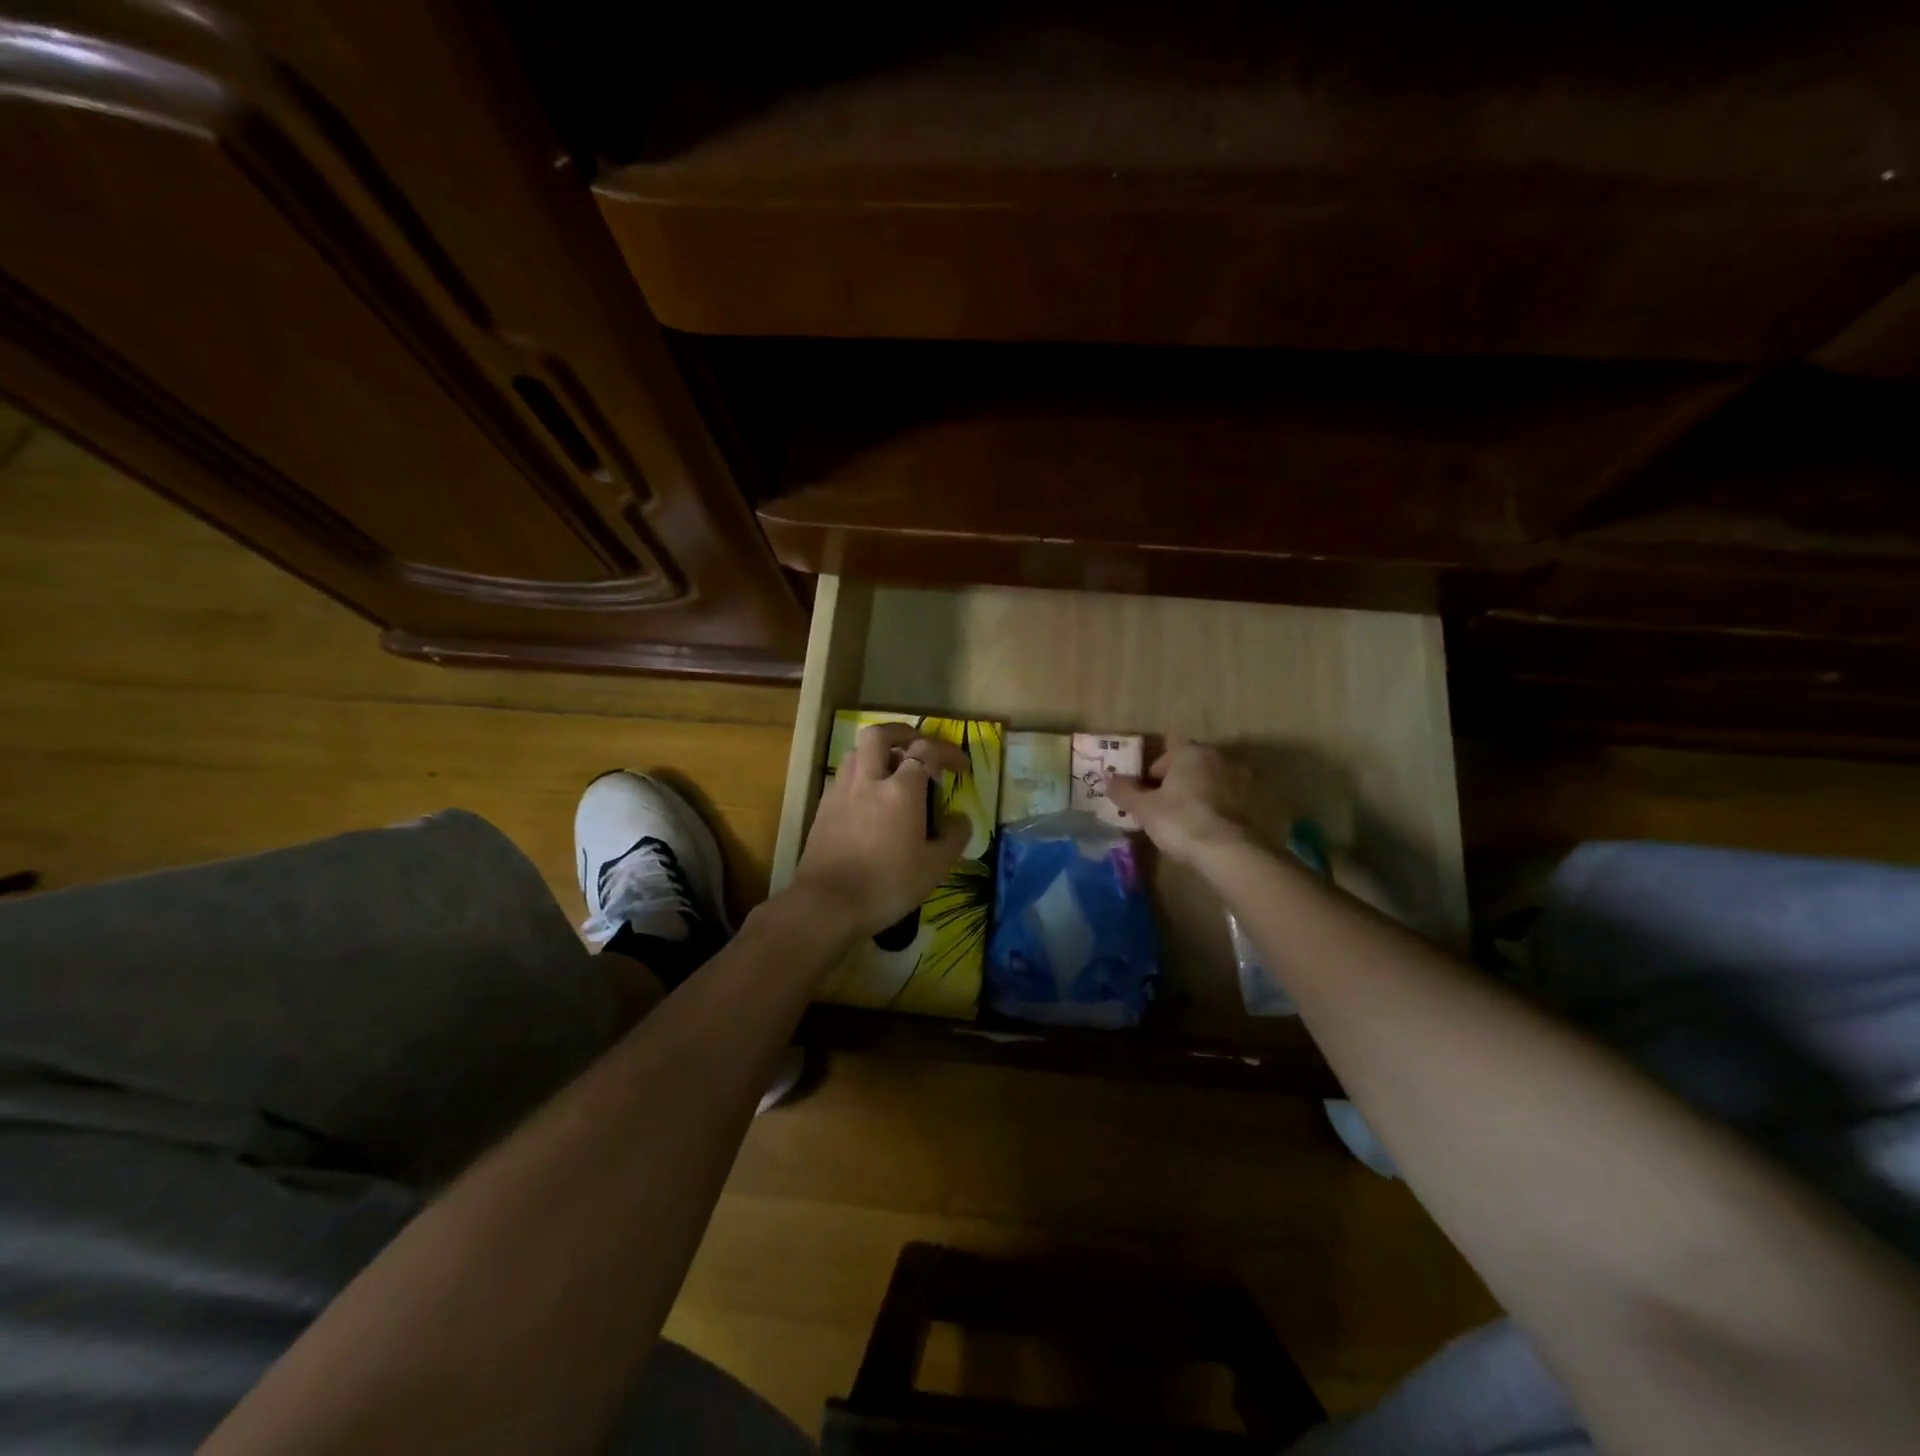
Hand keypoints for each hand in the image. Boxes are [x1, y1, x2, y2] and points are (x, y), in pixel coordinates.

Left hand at [789, 723, 972, 937]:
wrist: (826, 905)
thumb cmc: (887, 885)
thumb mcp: (934, 868)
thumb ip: (952, 838)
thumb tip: (959, 818)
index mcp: (900, 790)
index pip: (926, 751)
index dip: (947, 753)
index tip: (961, 767)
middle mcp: (868, 780)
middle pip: (879, 735)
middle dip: (901, 732)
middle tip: (917, 746)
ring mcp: (841, 792)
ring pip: (856, 752)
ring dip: (877, 752)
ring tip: (892, 770)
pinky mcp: (823, 808)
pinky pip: (844, 776)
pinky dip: (860, 775)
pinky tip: (868, 798)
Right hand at [1105, 742, 1258, 867]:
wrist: (1231, 853)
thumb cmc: (1181, 822)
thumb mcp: (1144, 808)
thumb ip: (1124, 791)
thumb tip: (1109, 778)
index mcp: (1193, 752)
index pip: (1168, 751)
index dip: (1154, 772)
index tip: (1148, 795)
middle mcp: (1222, 757)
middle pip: (1193, 766)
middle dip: (1179, 782)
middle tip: (1166, 810)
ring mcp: (1246, 780)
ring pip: (1214, 783)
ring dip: (1203, 795)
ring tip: (1190, 823)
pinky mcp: (1261, 804)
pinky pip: (1233, 802)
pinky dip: (1222, 811)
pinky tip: (1212, 832)